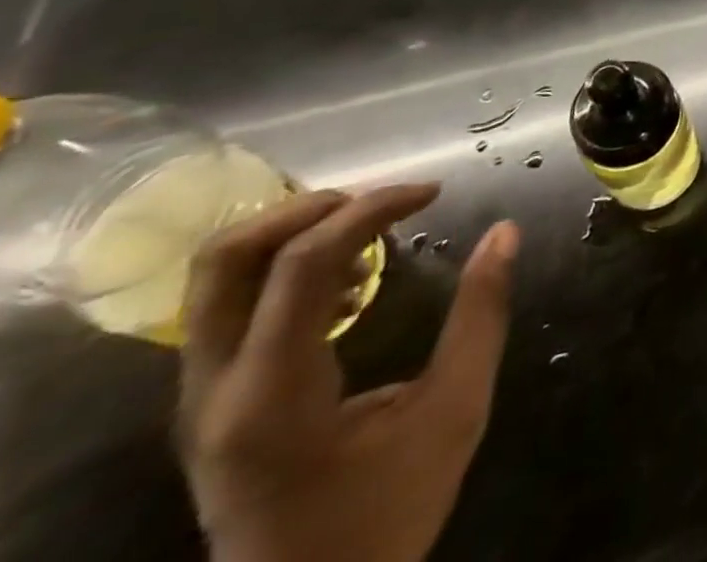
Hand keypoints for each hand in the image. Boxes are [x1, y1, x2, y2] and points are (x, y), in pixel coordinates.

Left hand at [177, 184, 518, 561]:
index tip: (432, 192)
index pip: (303, 263)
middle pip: (225, 260)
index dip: (371, 208)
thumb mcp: (454, 412)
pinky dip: (285, 266)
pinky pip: (229, 306)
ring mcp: (201, 398)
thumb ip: (481, 315)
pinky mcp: (211, 403)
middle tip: (383, 200)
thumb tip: (505, 231)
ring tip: (369, 228)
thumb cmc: (385, 513)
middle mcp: (216, 389)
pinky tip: (349, 281)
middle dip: (308, 207)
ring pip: (215, 279)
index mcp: (274, 393)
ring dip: (293, 232)